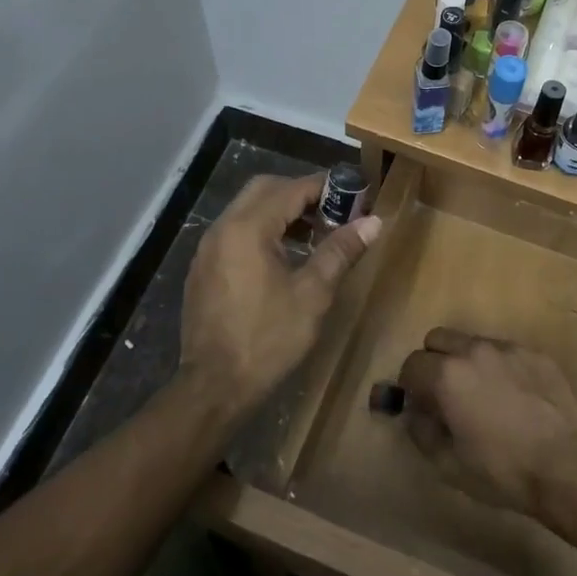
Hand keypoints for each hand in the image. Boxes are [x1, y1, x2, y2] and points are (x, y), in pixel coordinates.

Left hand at [178, 173, 380, 422]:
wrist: (213, 388)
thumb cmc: (268, 339)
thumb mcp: (313, 294)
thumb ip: (340, 251)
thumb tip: (374, 221)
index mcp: (248, 228)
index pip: (291, 189)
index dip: (325, 188)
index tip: (354, 195)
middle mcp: (222, 228)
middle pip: (265, 189)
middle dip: (300, 194)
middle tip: (333, 211)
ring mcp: (207, 248)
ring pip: (248, 210)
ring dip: (281, 212)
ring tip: (314, 234)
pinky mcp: (202, 268)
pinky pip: (235, 232)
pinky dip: (261, 231)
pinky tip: (283, 258)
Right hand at [396, 329, 576, 518]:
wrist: (568, 467)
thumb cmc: (502, 470)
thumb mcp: (448, 464)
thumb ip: (421, 431)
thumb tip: (413, 412)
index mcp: (447, 374)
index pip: (411, 364)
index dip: (410, 386)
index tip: (419, 406)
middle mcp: (474, 350)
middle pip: (437, 339)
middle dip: (433, 361)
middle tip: (444, 394)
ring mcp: (508, 348)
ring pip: (472, 342)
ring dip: (466, 362)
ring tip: (483, 396)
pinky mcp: (536, 354)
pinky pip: (505, 352)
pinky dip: (499, 367)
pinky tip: (514, 398)